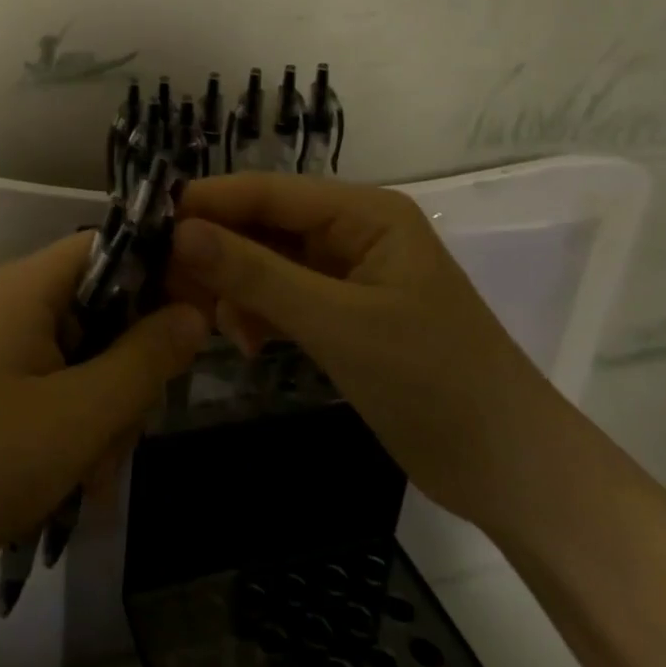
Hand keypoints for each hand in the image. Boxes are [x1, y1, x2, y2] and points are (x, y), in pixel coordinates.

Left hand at [0, 230, 208, 604]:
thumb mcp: (81, 415)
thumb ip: (146, 359)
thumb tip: (194, 311)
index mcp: (32, 285)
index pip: (114, 248)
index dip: (161, 277)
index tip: (197, 326)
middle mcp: (14, 302)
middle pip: (103, 311)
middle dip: (128, 373)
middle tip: (128, 436)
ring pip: (82, 359)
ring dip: (102, 415)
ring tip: (92, 481)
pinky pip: (52, 389)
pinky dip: (71, 430)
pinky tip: (71, 487)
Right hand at [171, 173, 558, 530]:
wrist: (515, 475)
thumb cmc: (433, 383)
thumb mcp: (337, 324)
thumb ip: (255, 275)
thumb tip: (180, 230)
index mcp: (363, 212)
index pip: (267, 191)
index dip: (208, 203)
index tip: (150, 224)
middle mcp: (353, 230)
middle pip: (264, 225)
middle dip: (218, 252)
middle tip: (168, 284)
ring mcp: (348, 273)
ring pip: (269, 262)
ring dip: (235, 288)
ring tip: (205, 320)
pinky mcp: (345, 314)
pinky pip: (284, 297)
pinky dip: (258, 314)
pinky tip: (242, 341)